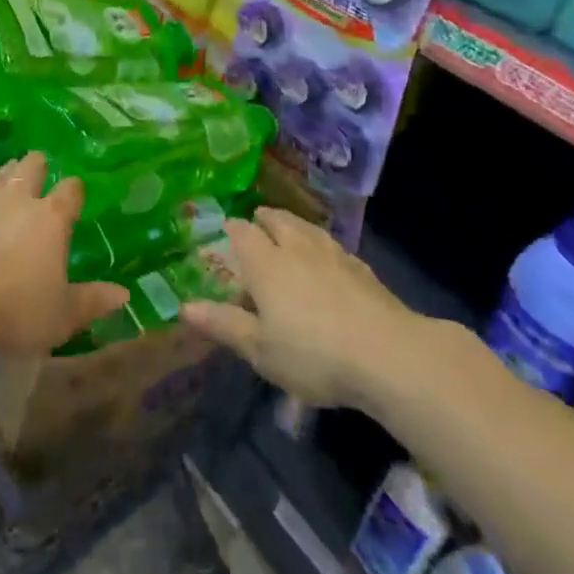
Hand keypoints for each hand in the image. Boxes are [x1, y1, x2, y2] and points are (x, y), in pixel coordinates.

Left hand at [0, 153, 127, 356]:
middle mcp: (17, 200)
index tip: (76, 191)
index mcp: (51, 219)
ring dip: (4, 174)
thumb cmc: (15, 310)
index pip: (70, 191)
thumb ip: (92, 301)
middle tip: (39, 166)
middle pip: (30, 168)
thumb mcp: (61, 315)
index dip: (75, 190)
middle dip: (37, 165)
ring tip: (8, 172)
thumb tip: (124, 294)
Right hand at [181, 207, 429, 408]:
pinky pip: (332, 246)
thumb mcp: (260, 349)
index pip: (242, 232)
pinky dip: (321, 245)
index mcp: (266, 263)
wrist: (388, 354)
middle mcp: (296, 247)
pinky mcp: (361, 268)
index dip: (232, 230)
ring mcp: (332, 254)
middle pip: (277, 220)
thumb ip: (224, 324)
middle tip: (257, 222)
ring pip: (306, 228)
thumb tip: (185, 307)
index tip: (226, 231)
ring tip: (289, 231)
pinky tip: (327, 260)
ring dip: (293, 225)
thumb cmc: (313, 353)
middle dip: (264, 219)